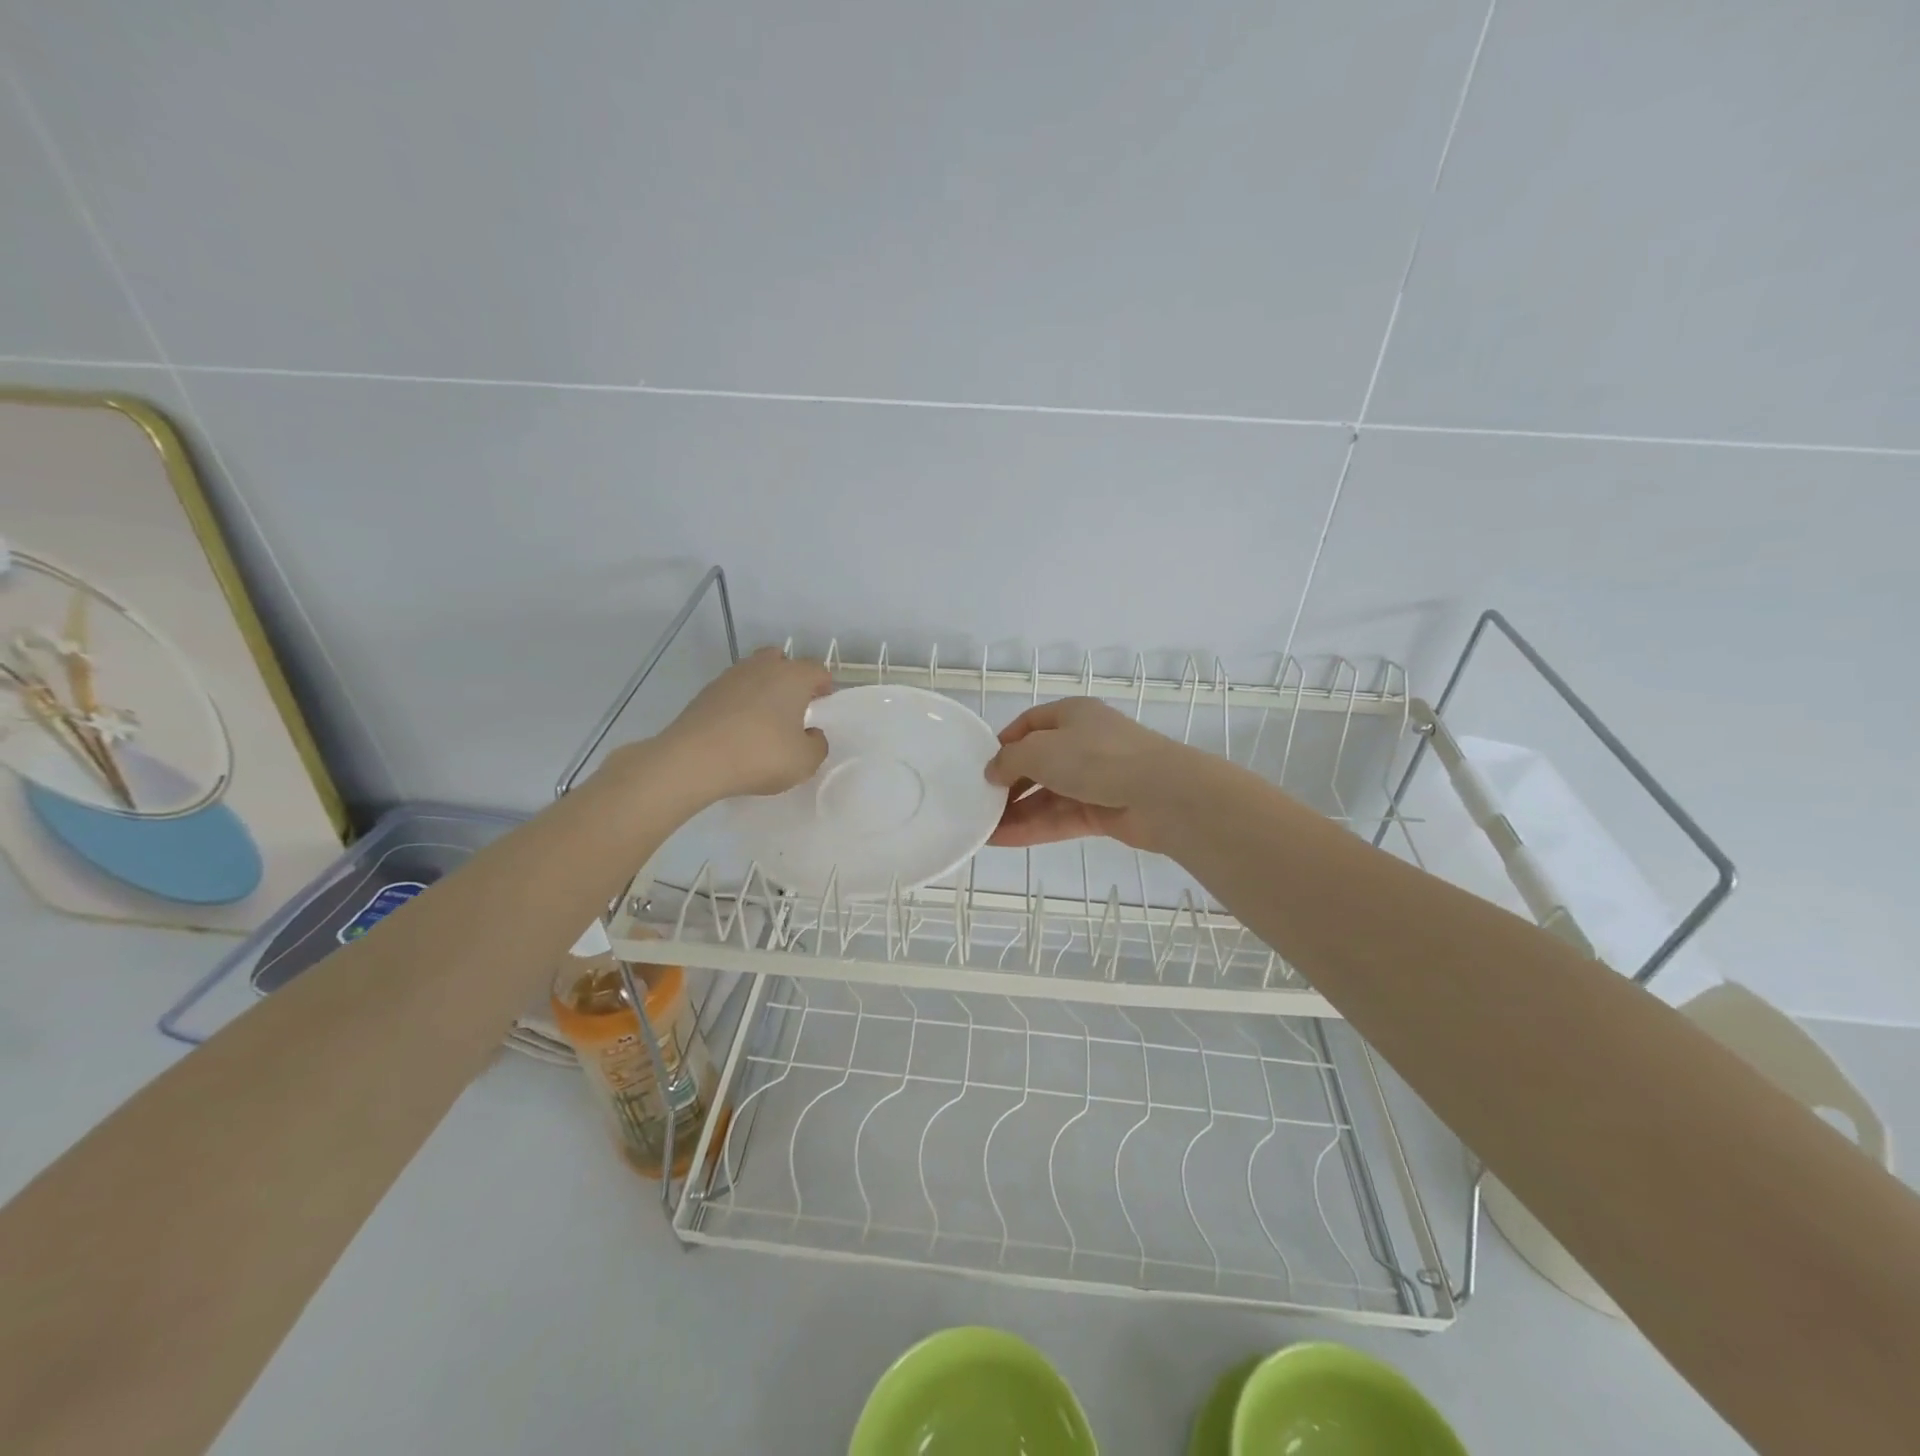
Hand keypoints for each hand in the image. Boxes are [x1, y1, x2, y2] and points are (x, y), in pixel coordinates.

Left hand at [649, 648, 831, 800]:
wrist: (695, 760)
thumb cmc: (761, 755)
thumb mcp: (805, 761)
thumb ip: (817, 745)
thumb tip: (811, 734)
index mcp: (793, 676)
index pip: (817, 670)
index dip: (824, 686)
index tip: (823, 705)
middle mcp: (762, 667)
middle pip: (782, 660)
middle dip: (791, 679)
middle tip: (795, 707)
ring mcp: (730, 677)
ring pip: (755, 673)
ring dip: (763, 689)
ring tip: (765, 720)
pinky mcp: (706, 693)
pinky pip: (733, 691)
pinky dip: (740, 703)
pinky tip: (739, 729)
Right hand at [984, 698, 1191, 851]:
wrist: (1161, 794)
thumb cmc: (1096, 757)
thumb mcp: (1040, 750)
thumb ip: (1009, 760)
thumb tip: (992, 772)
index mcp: (1072, 714)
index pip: (1030, 724)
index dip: (1005, 742)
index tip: (982, 765)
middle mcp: (1084, 743)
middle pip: (1038, 762)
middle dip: (1008, 783)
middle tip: (979, 802)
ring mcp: (1095, 779)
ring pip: (1048, 795)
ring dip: (1016, 811)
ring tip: (982, 828)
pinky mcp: (1103, 811)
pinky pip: (1060, 818)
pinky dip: (1033, 827)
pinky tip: (1003, 840)